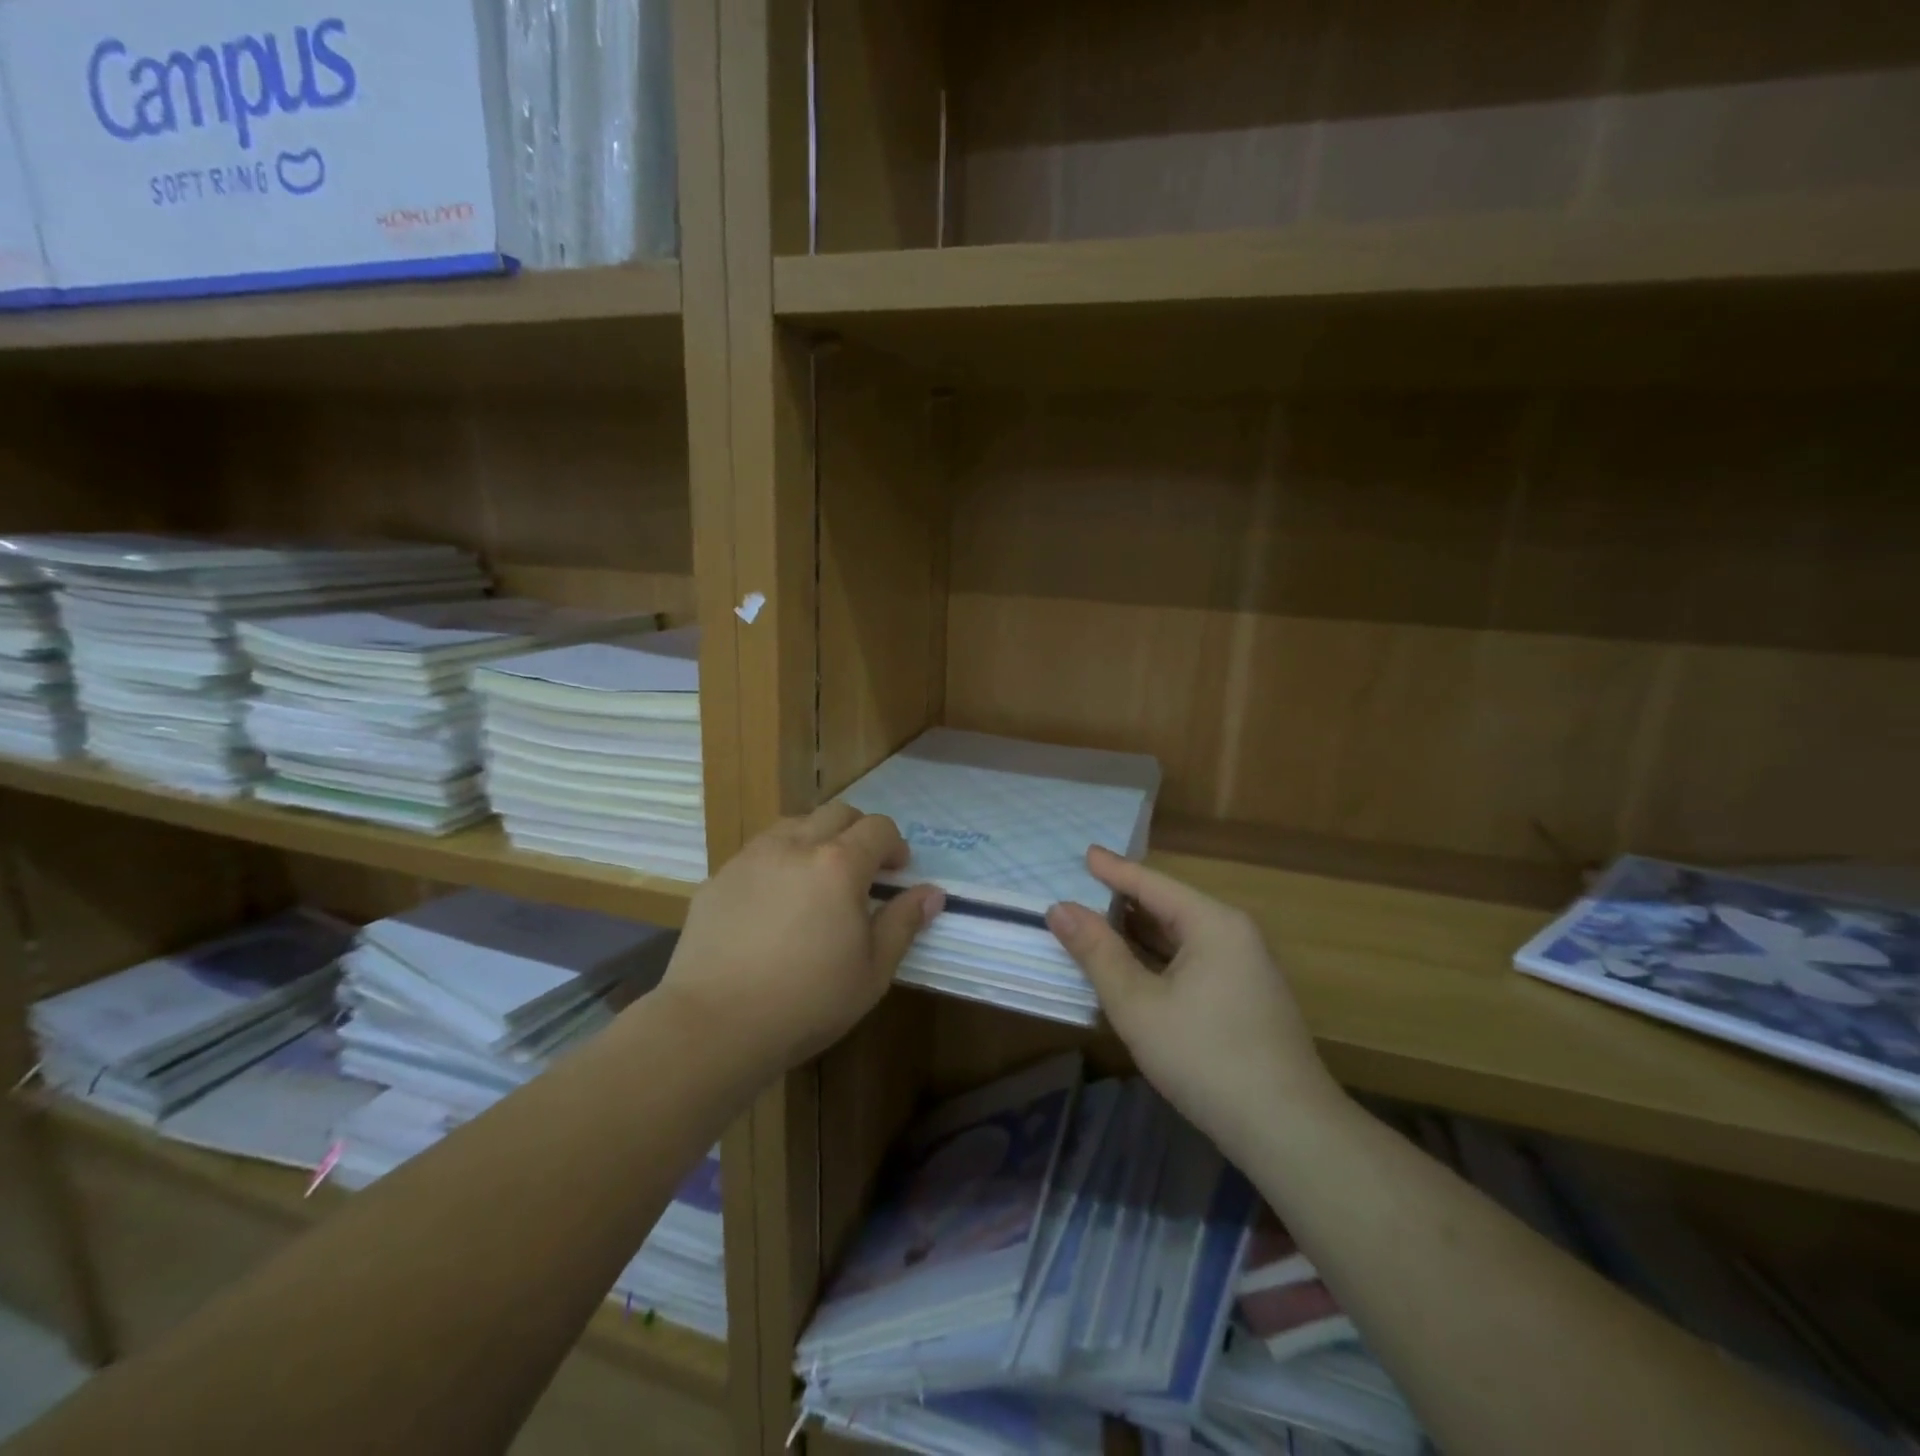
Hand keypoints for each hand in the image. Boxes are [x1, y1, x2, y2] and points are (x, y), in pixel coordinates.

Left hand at [660, 804, 943, 1074]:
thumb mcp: (872, 972)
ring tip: (816, 879)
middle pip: (836, 813)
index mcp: (839, 865)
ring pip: (793, 824)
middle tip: (862, 869)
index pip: (878, 828)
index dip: (895, 844)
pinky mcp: (719, 878)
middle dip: (858, 831)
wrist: (714, 1024)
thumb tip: (932, 893)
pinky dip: (778, 861)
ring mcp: (751, 858)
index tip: (897, 872)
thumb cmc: (807, 1002)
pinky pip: (757, 852)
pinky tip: (773, 903)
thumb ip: (903, 924)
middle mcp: (795, 846)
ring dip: (816, 839)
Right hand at [1046, 847, 1340, 1158]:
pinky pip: (1195, 961)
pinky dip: (1160, 958)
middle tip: (1083, 892)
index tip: (1085, 853)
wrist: (1287, 1130)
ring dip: (1141, 933)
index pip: (1153, 884)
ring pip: (1183, 938)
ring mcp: (1246, 968)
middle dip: (1125, 901)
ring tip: (1099, 924)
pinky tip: (1135, 968)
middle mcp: (1235, 935)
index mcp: (1213, 923)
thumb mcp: (1138, 1004)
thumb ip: (1097, 952)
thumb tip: (1059, 908)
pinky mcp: (1247, 998)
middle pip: (1170, 907)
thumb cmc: (1205, 1056)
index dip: (1114, 870)